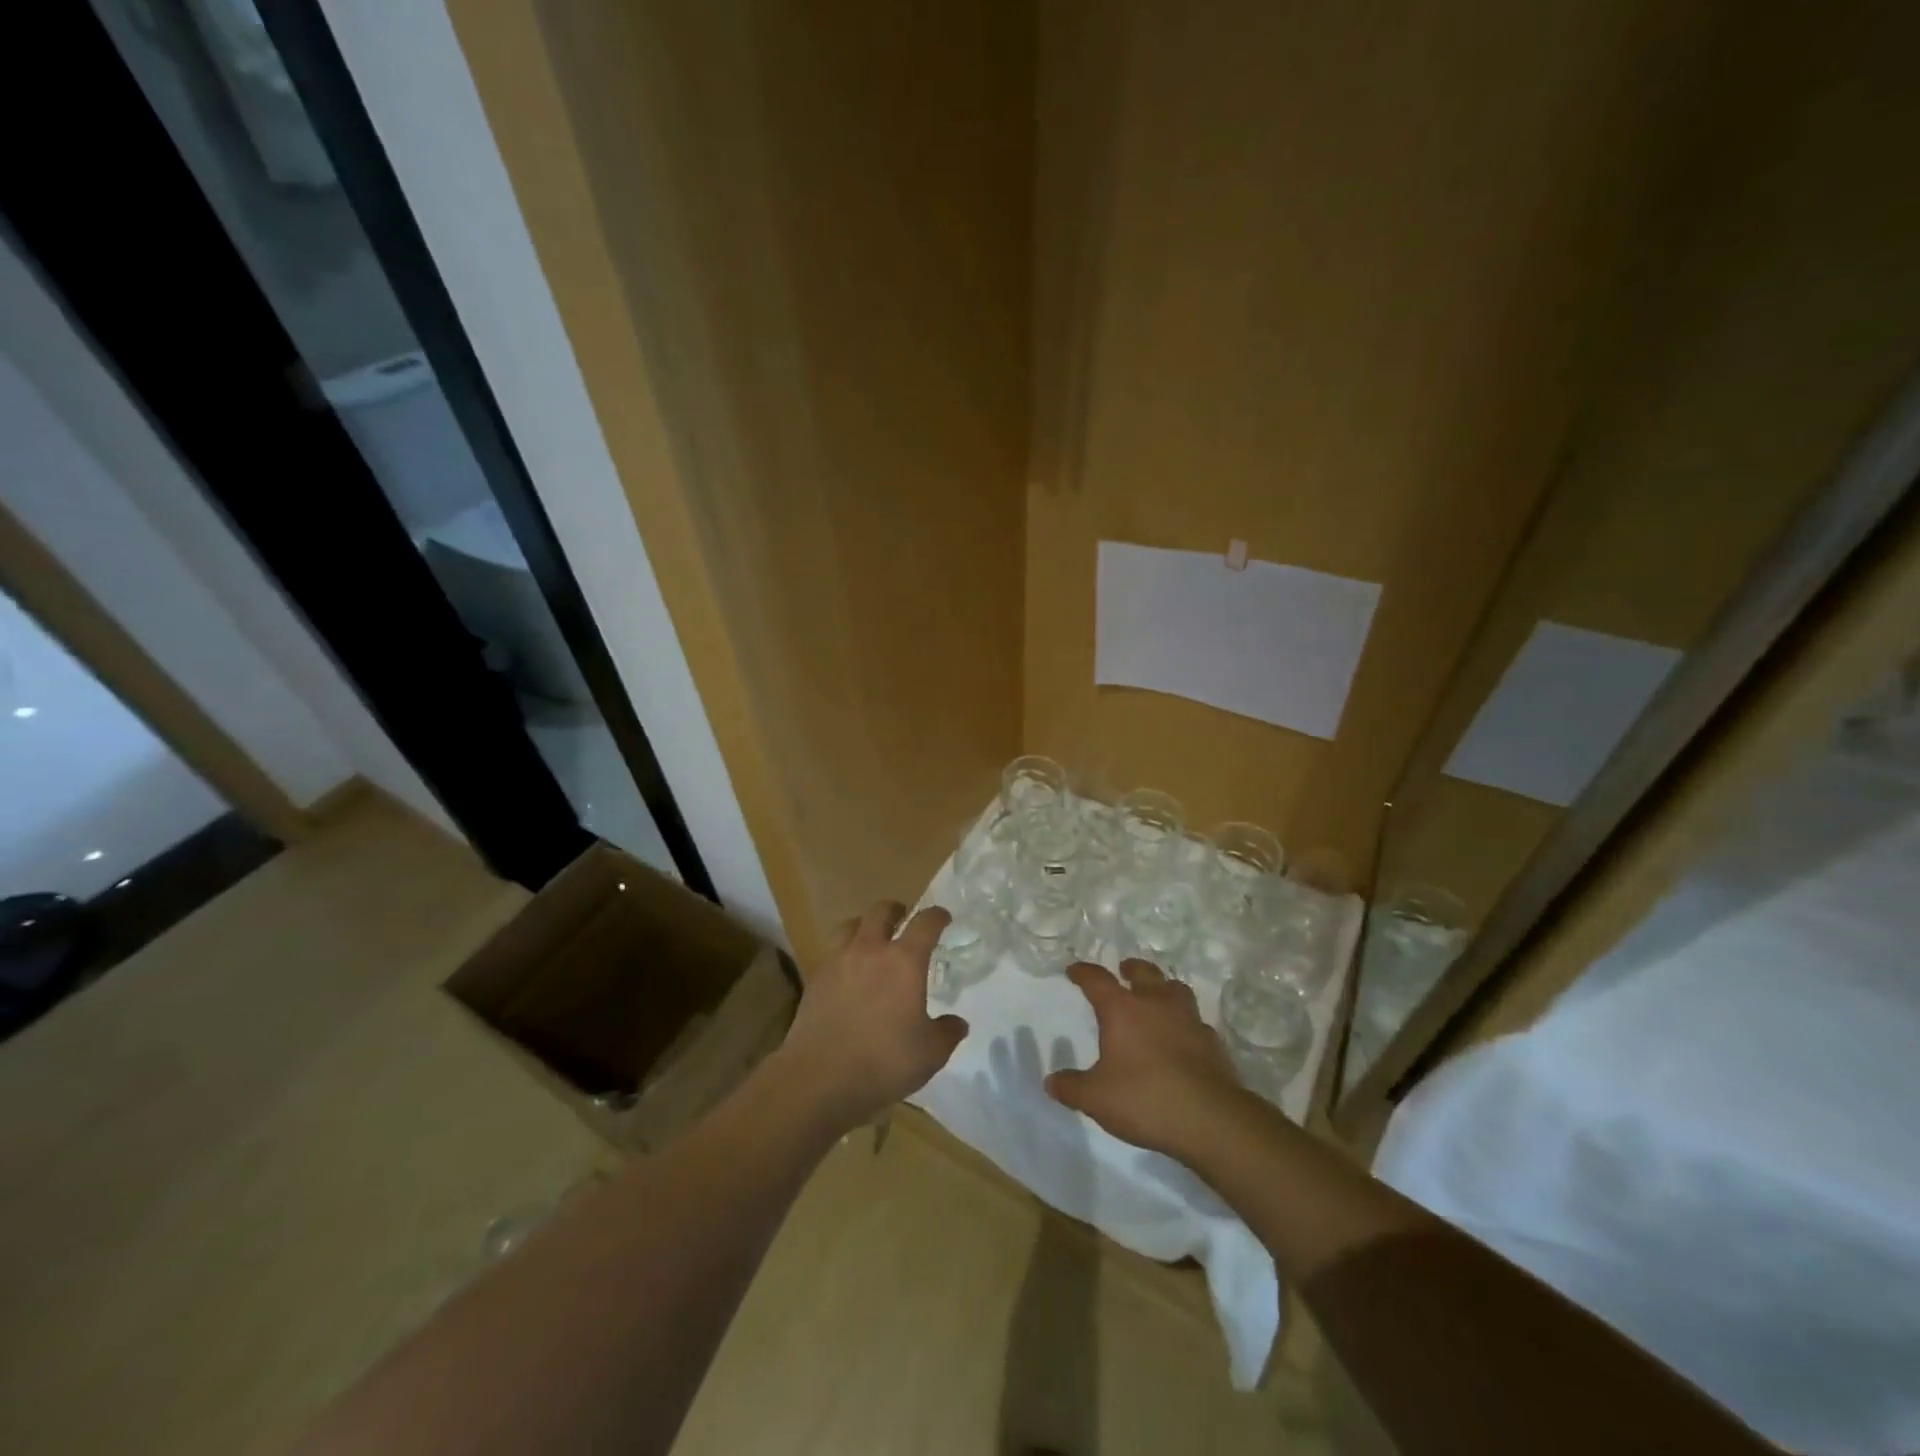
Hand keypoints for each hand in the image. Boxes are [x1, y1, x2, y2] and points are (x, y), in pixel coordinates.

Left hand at [776, 902, 968, 1130]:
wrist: (819, 1078)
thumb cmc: (883, 1062)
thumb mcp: (930, 1054)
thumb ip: (947, 1033)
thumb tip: (957, 1023)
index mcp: (904, 961)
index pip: (925, 923)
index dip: (937, 916)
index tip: (943, 918)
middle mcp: (870, 950)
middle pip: (881, 911)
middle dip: (896, 910)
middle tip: (903, 919)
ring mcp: (837, 962)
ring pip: (850, 925)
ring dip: (864, 926)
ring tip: (871, 941)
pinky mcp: (815, 979)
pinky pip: (832, 953)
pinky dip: (843, 955)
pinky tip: (848, 975)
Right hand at [1046, 959, 1247, 1160]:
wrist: (1210, 1119)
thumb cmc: (1144, 1099)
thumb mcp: (1096, 1098)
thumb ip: (1072, 1087)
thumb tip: (1051, 1081)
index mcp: (1122, 1010)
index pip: (1097, 980)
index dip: (1083, 973)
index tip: (1074, 970)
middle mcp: (1156, 1004)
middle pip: (1144, 972)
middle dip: (1131, 969)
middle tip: (1124, 971)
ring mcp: (1189, 1020)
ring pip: (1176, 989)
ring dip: (1164, 989)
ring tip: (1158, 998)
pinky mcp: (1213, 1043)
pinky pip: (1196, 1022)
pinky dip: (1186, 1024)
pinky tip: (1183, 1038)